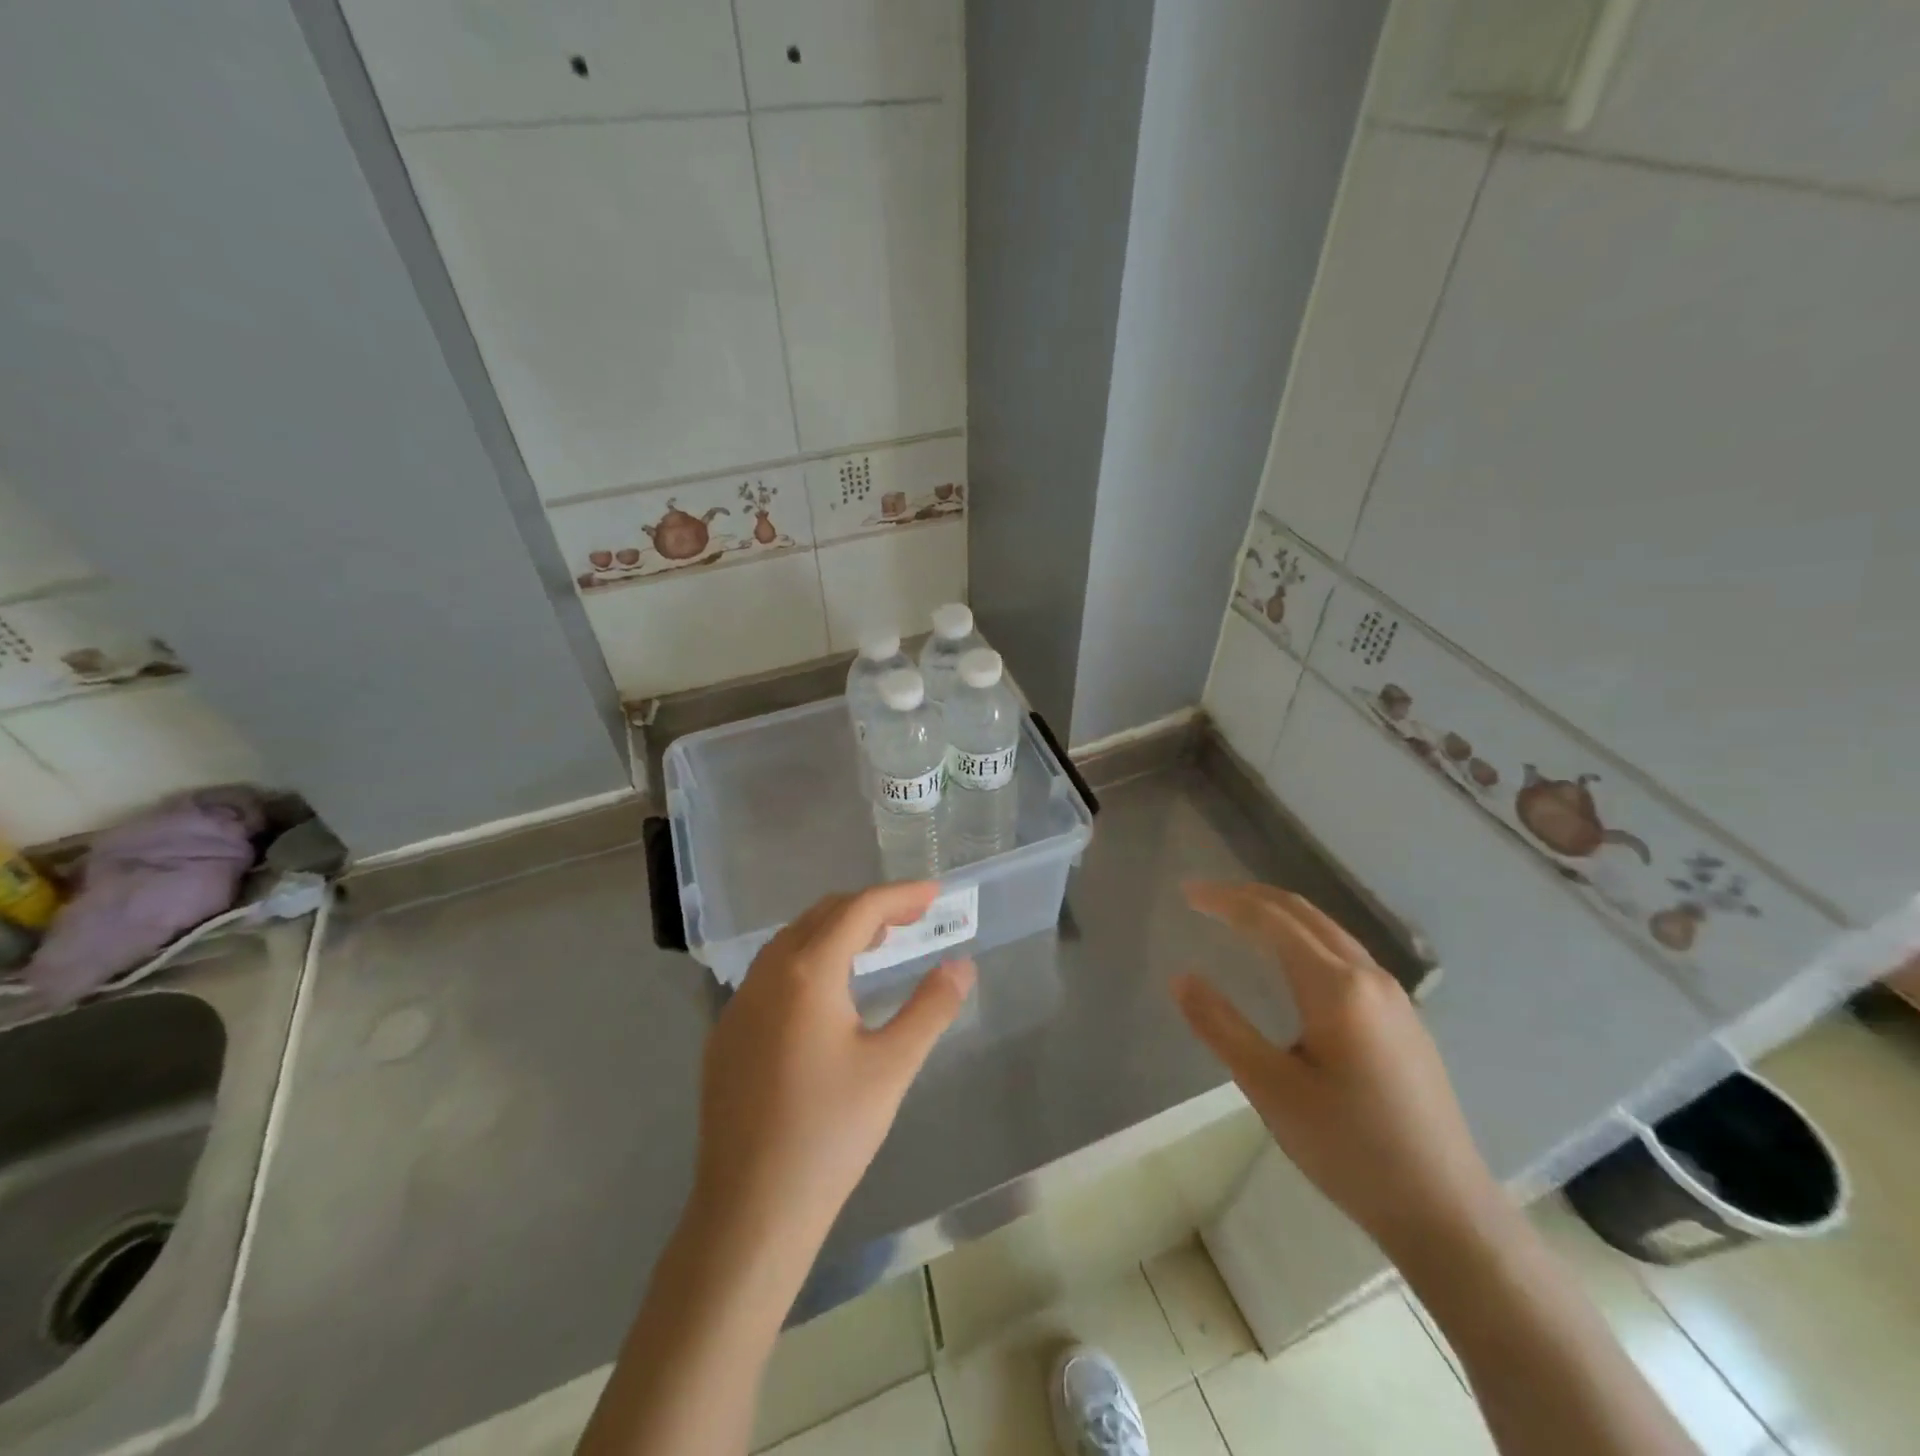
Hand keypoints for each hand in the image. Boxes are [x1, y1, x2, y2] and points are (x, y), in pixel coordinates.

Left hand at [690, 883, 975, 1261]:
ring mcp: (739, 1004)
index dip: (900, 896)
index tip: (935, 894)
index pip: (859, 910)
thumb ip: (931, 1007)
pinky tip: (826, 994)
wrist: (750, 1210)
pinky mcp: (726, 1034)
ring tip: (875, 947)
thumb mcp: (893, 1066)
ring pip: (792, 941)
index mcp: (807, 973)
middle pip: (822, 915)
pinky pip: (771, 973)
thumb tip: (961, 965)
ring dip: (836, 931)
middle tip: (912, 920)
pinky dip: (807, 960)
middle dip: (870, 908)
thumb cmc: (830, 1134)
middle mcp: (767, 975)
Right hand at [1172, 882, 1502, 1256]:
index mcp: (1336, 987)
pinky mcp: (1402, 1019)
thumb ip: (1221, 1026)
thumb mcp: (1271, 1089)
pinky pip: (1344, 953)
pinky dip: (1303, 936)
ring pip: (1327, 931)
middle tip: (1205, 897)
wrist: (1446, 1212)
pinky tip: (1289, 960)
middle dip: (1251, 896)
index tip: (1186, 892)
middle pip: (1303, 913)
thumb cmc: (1350, 1149)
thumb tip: (1180, 977)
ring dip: (1279, 913)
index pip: (1271, 920)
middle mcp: (1369, 976)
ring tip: (1238, 917)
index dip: (1226, 901)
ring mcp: (1393, 997)